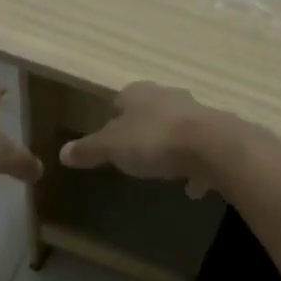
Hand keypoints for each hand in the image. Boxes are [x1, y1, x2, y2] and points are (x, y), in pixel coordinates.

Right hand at [59, 82, 230, 197]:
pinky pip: (201, 151)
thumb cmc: (153, 140)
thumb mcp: (111, 148)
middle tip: (135, 152)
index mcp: (139, 94)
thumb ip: (88, 150)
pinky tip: (192, 187)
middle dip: (144, 129)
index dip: (113, 117)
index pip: (120, 100)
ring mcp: (197, 113)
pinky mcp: (218, 134)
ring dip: (171, 146)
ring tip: (163, 169)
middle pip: (151, 111)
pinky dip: (195, 166)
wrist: (212, 146)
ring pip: (178, 128)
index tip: (109, 138)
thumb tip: (62, 153)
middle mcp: (168, 96)